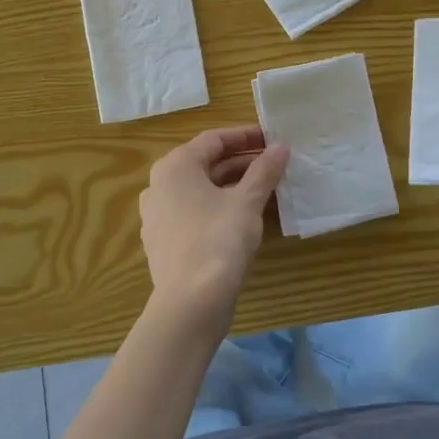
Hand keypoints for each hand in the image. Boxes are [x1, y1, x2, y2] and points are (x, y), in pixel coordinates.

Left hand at [138, 125, 289, 338]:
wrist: (190, 302)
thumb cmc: (218, 240)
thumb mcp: (247, 202)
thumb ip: (264, 171)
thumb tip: (280, 147)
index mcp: (175, 166)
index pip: (214, 139)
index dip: (246, 137)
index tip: (273, 139)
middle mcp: (160, 185)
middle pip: (206, 164)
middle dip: (243, 163)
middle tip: (276, 165)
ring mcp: (158, 215)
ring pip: (202, 191)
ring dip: (234, 186)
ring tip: (268, 190)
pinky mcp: (164, 241)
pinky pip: (196, 213)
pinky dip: (220, 208)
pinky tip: (246, 219)